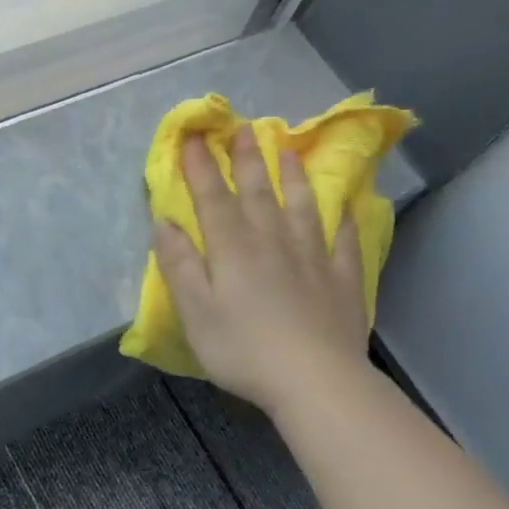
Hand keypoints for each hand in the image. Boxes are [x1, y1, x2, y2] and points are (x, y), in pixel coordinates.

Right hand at [154, 128, 368, 414]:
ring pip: (302, 207)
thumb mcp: (195, 312)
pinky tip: (344, 207)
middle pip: (259, 193)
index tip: (194, 137)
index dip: (201, 167)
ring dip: (293, 177)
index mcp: (233, 250)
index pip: (213, 198)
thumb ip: (179, 265)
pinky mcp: (342, 279)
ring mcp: (313, 258)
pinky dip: (342, 220)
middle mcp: (273, 243)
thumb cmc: (242, 349)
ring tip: (289, 151)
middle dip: (247, 160)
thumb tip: (164, 223)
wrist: (314, 379)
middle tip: (245, 128)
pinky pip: (342, 241)